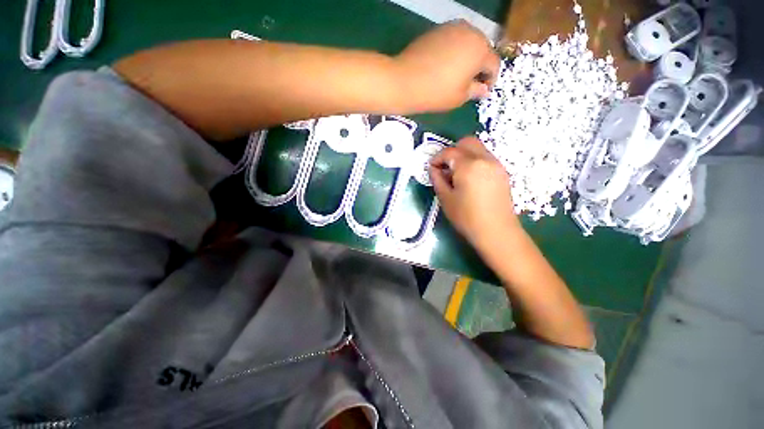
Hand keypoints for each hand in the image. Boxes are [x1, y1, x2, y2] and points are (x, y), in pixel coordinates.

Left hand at [395, 21, 499, 111]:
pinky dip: (454, 52)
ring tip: (457, 76)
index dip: (491, 80)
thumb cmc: (436, 92)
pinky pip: (453, 40)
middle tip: (470, 84)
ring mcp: (452, 28)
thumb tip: (483, 89)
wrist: (404, 81)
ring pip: (468, 43)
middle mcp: (470, 32)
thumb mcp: (459, 97)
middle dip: (479, 67)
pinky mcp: (437, 30)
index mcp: (480, 49)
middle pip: (482, 50)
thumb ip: (475, 91)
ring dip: (467, 58)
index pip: (494, 64)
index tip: (483, 92)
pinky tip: (444, 66)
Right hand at [430, 137, 521, 247]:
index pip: (450, 152)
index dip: (437, 158)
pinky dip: (474, 161)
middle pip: (467, 142)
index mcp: (468, 166)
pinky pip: (485, 158)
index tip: (431, 168)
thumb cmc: (467, 217)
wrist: (497, 232)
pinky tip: (469, 179)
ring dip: (464, 155)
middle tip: (444, 167)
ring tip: (456, 174)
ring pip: (478, 149)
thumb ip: (437, 180)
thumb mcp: (446, 199)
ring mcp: (496, 165)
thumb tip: (433, 169)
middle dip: (452, 151)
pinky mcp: (502, 173)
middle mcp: (485, 159)